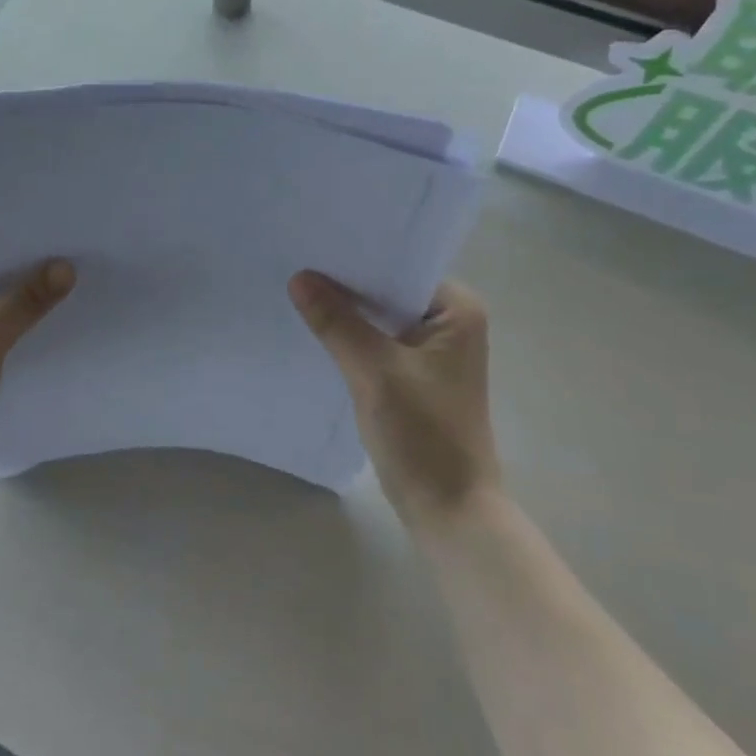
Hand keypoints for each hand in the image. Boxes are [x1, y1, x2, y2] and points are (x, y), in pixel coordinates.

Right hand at [289, 272, 500, 530]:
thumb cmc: (423, 434)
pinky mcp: (415, 376)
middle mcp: (450, 323)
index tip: (315, 245)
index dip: (358, 258)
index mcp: (457, 310)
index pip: (400, 266)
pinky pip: (378, 341)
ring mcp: (433, 351)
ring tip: (299, 289)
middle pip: (388, 290)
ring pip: (380, 317)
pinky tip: (317, 328)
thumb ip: (336, 322)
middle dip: (347, 284)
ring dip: (347, 312)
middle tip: (298, 262)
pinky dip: (352, 337)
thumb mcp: (374, 371)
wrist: (449, 510)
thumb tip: (299, 277)